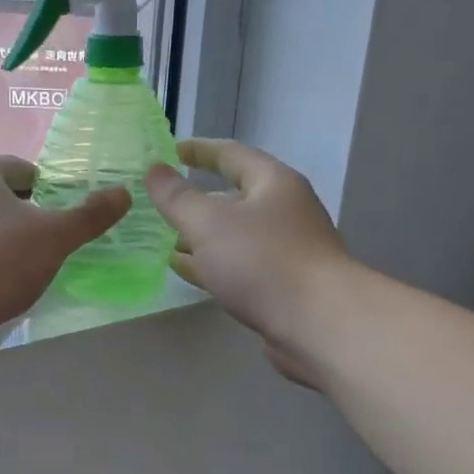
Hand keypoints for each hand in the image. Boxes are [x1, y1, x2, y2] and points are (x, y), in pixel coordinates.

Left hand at [0, 156, 129, 355]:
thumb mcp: (54, 236)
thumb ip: (89, 216)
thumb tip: (123, 193)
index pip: (23, 169)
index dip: (50, 188)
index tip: (69, 214)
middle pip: (2, 201)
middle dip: (29, 220)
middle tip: (57, 245)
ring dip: (7, 247)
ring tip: (34, 273)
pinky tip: (2, 292)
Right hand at [145, 139, 350, 385]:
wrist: (318, 323)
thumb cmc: (263, 261)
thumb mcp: (209, 223)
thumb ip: (177, 197)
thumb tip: (154, 170)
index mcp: (273, 183)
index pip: (231, 154)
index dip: (199, 151)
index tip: (170, 151)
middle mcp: (284, 211)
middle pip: (234, 197)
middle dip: (196, 201)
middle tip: (160, 205)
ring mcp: (286, 250)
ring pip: (234, 236)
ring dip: (201, 238)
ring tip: (164, 241)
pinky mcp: (283, 286)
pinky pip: (239, 266)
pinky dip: (212, 265)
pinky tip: (188, 272)